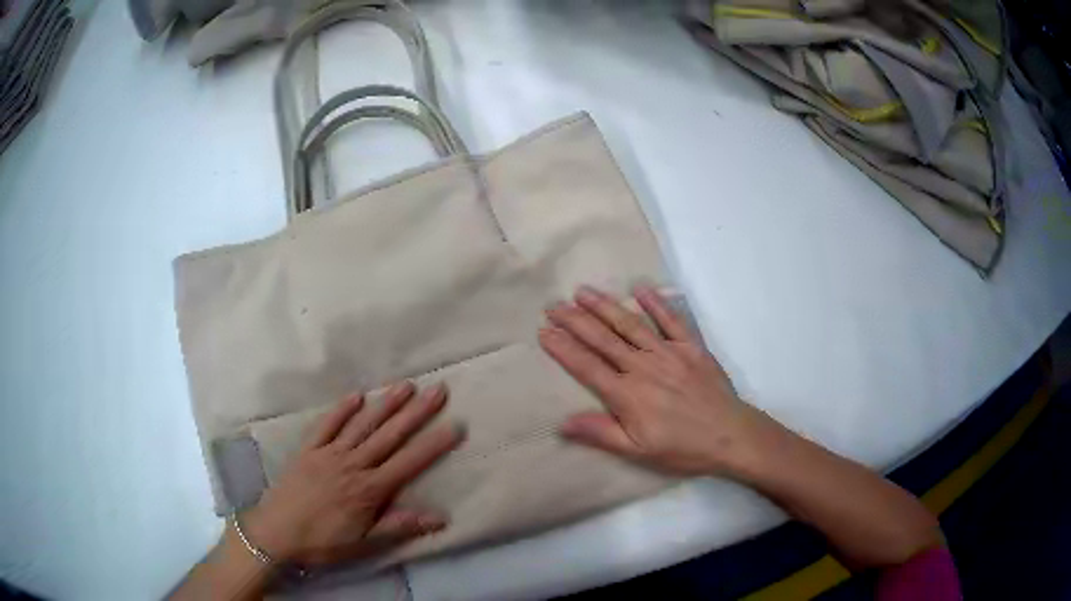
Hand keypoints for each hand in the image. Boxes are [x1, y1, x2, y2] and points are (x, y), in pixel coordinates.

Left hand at [241, 382, 463, 567]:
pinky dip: (341, 409)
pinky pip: (327, 425)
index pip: (408, 463)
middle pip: (389, 436)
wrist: (276, 532)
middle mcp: (353, 465)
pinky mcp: (308, 449)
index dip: (433, 445)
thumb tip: (440, 517)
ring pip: (362, 425)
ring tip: (406, 386)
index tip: (455, 425)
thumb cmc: (323, 541)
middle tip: (438, 390)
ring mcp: (329, 453)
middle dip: (416, 413)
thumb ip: (399, 526)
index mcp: (369, 490)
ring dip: (385, 405)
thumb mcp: (364, 543)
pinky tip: (356, 395)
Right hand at [540, 285, 770, 475]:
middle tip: (554, 305)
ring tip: (583, 292)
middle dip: (576, 321)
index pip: (587, 366)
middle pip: (603, 339)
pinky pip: (671, 321)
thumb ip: (601, 433)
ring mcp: (668, 353)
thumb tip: (562, 423)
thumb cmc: (682, 448)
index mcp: (627, 394)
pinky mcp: (691, 347)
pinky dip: (656, 304)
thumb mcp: (638, 451)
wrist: (730, 435)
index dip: (563, 349)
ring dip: (605, 307)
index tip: (544, 331)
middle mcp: (643, 367)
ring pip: (630, 325)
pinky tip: (640, 289)